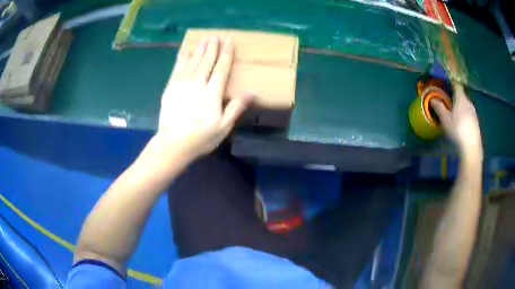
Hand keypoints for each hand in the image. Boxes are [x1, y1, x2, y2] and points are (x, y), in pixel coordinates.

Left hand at [156, 36, 252, 159]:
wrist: (172, 144)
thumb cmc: (200, 138)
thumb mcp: (223, 128)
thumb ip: (236, 108)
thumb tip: (252, 92)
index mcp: (212, 94)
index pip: (221, 68)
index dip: (226, 53)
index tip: (229, 41)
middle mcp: (197, 84)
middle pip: (206, 61)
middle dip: (212, 47)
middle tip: (216, 36)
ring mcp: (181, 85)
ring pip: (192, 62)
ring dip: (199, 49)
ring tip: (204, 39)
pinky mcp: (170, 88)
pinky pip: (177, 68)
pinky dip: (182, 58)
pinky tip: (185, 51)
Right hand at [431, 83, 481, 157]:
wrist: (472, 147)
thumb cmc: (458, 131)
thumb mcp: (445, 120)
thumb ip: (439, 108)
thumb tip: (432, 99)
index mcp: (461, 98)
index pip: (456, 84)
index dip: (451, 82)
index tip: (446, 82)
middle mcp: (469, 102)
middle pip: (461, 95)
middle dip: (455, 96)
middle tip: (448, 101)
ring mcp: (474, 112)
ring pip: (465, 104)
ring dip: (460, 106)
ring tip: (454, 114)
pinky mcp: (476, 121)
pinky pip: (469, 112)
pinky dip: (464, 114)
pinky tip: (461, 123)